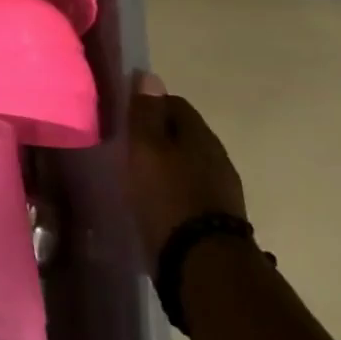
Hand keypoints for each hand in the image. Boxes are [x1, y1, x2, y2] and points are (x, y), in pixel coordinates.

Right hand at [125, 72, 246, 261]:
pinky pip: (187, 187)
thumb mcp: (146, 150)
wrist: (201, 263)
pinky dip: (169, 186)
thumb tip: (149, 76)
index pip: (174, 103)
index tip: (122, 116)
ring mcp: (219, 188)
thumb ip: (146, 114)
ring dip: (162, 162)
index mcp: (201, 136)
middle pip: (181, 133)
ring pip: (185, 161)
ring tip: (133, 173)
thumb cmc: (167, 197)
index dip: (147, 104)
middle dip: (154, 134)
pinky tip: (151, 198)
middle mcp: (216, 157)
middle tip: (123, 144)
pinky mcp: (213, 216)